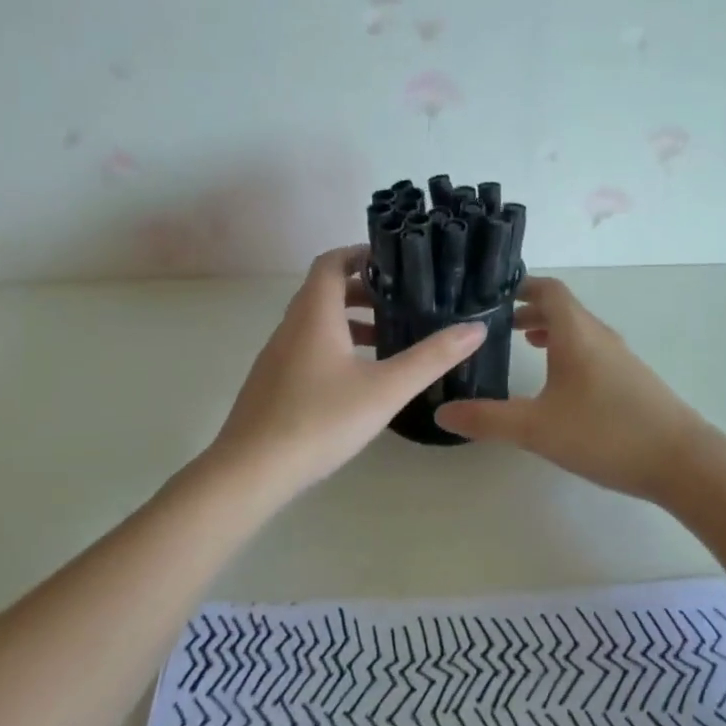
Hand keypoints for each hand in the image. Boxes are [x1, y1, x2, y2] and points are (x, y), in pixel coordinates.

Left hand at [208, 244, 486, 493]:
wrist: (250, 472)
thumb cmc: (320, 420)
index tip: (395, 262)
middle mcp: (291, 326)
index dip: (360, 254)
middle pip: (324, 290)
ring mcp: (277, 355)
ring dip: (349, 320)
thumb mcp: (385, 389)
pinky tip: (358, 378)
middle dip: (362, 289)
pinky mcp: (273, 382)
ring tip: (387, 338)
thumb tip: (475, 328)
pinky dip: (335, 344)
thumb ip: (431, 358)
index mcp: (314, 314)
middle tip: (401, 300)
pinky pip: (307, 346)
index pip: (331, 262)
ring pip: (316, 321)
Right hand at [434, 276, 707, 501]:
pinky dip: (569, 351)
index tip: (493, 294)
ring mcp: (620, 357)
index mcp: (576, 332)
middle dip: (529, 311)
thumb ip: (487, 419)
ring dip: (551, 331)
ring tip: (524, 344)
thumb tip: (441, 412)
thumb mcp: (536, 428)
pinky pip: (592, 350)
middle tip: (497, 324)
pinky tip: (560, 384)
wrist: (682, 461)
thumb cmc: (605, 433)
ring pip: (579, 331)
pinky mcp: (632, 380)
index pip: (549, 290)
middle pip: (563, 308)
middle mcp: (599, 336)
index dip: (521, 286)